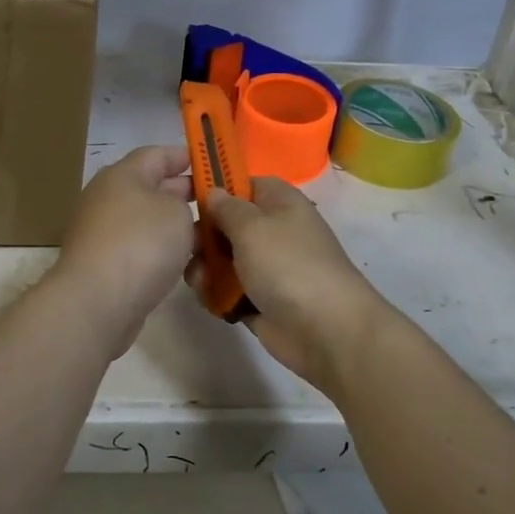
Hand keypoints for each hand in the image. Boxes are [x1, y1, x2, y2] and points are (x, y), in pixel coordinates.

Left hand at [49, 145, 195, 357]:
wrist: (97, 302)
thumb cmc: (141, 243)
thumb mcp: (176, 211)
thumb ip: (184, 202)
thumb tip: (175, 209)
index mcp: (122, 175)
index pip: (157, 154)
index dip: (186, 156)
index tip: (214, 165)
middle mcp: (108, 199)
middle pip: (152, 188)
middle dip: (185, 194)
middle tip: (220, 204)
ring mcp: (104, 233)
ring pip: (148, 222)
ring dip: (176, 227)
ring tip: (211, 236)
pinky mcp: (105, 265)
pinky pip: (141, 250)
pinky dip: (163, 253)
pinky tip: (188, 264)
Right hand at [192, 177, 387, 390]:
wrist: (325, 330)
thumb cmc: (287, 265)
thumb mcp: (251, 226)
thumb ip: (225, 207)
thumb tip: (214, 193)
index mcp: (280, 202)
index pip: (244, 184)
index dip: (217, 189)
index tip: (189, 199)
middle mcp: (274, 231)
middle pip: (228, 224)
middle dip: (204, 237)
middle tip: (191, 249)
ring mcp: (268, 268)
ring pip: (224, 260)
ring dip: (206, 270)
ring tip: (201, 282)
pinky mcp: (261, 300)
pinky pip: (229, 290)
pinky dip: (217, 295)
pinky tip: (211, 302)